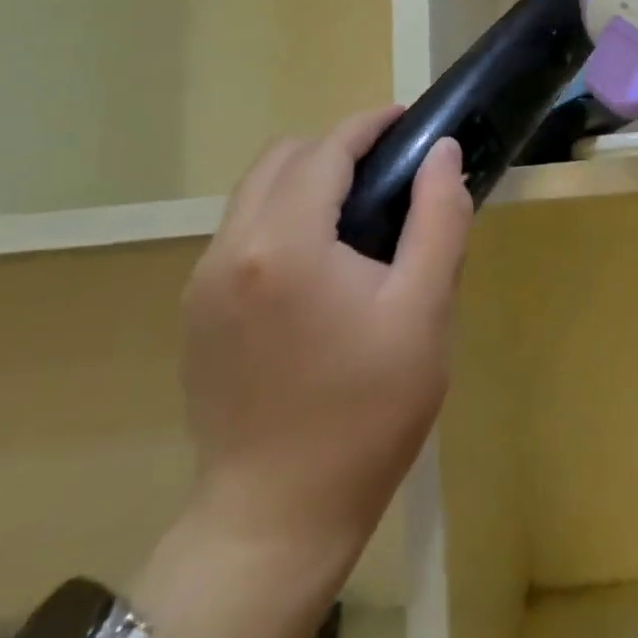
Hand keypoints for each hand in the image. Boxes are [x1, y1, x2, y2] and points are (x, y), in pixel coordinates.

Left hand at [178, 110, 472, 556]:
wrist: (278, 516)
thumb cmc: (367, 411)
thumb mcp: (425, 309)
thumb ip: (438, 217)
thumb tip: (442, 151)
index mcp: (285, 244)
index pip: (326, 151)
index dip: (369, 125)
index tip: (407, 120)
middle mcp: (230, 249)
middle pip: (282, 160)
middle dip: (336, 149)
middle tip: (390, 172)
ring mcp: (202, 283)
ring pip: (254, 193)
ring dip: (305, 181)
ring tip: (358, 213)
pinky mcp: (196, 313)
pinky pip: (241, 233)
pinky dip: (281, 217)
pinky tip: (320, 261)